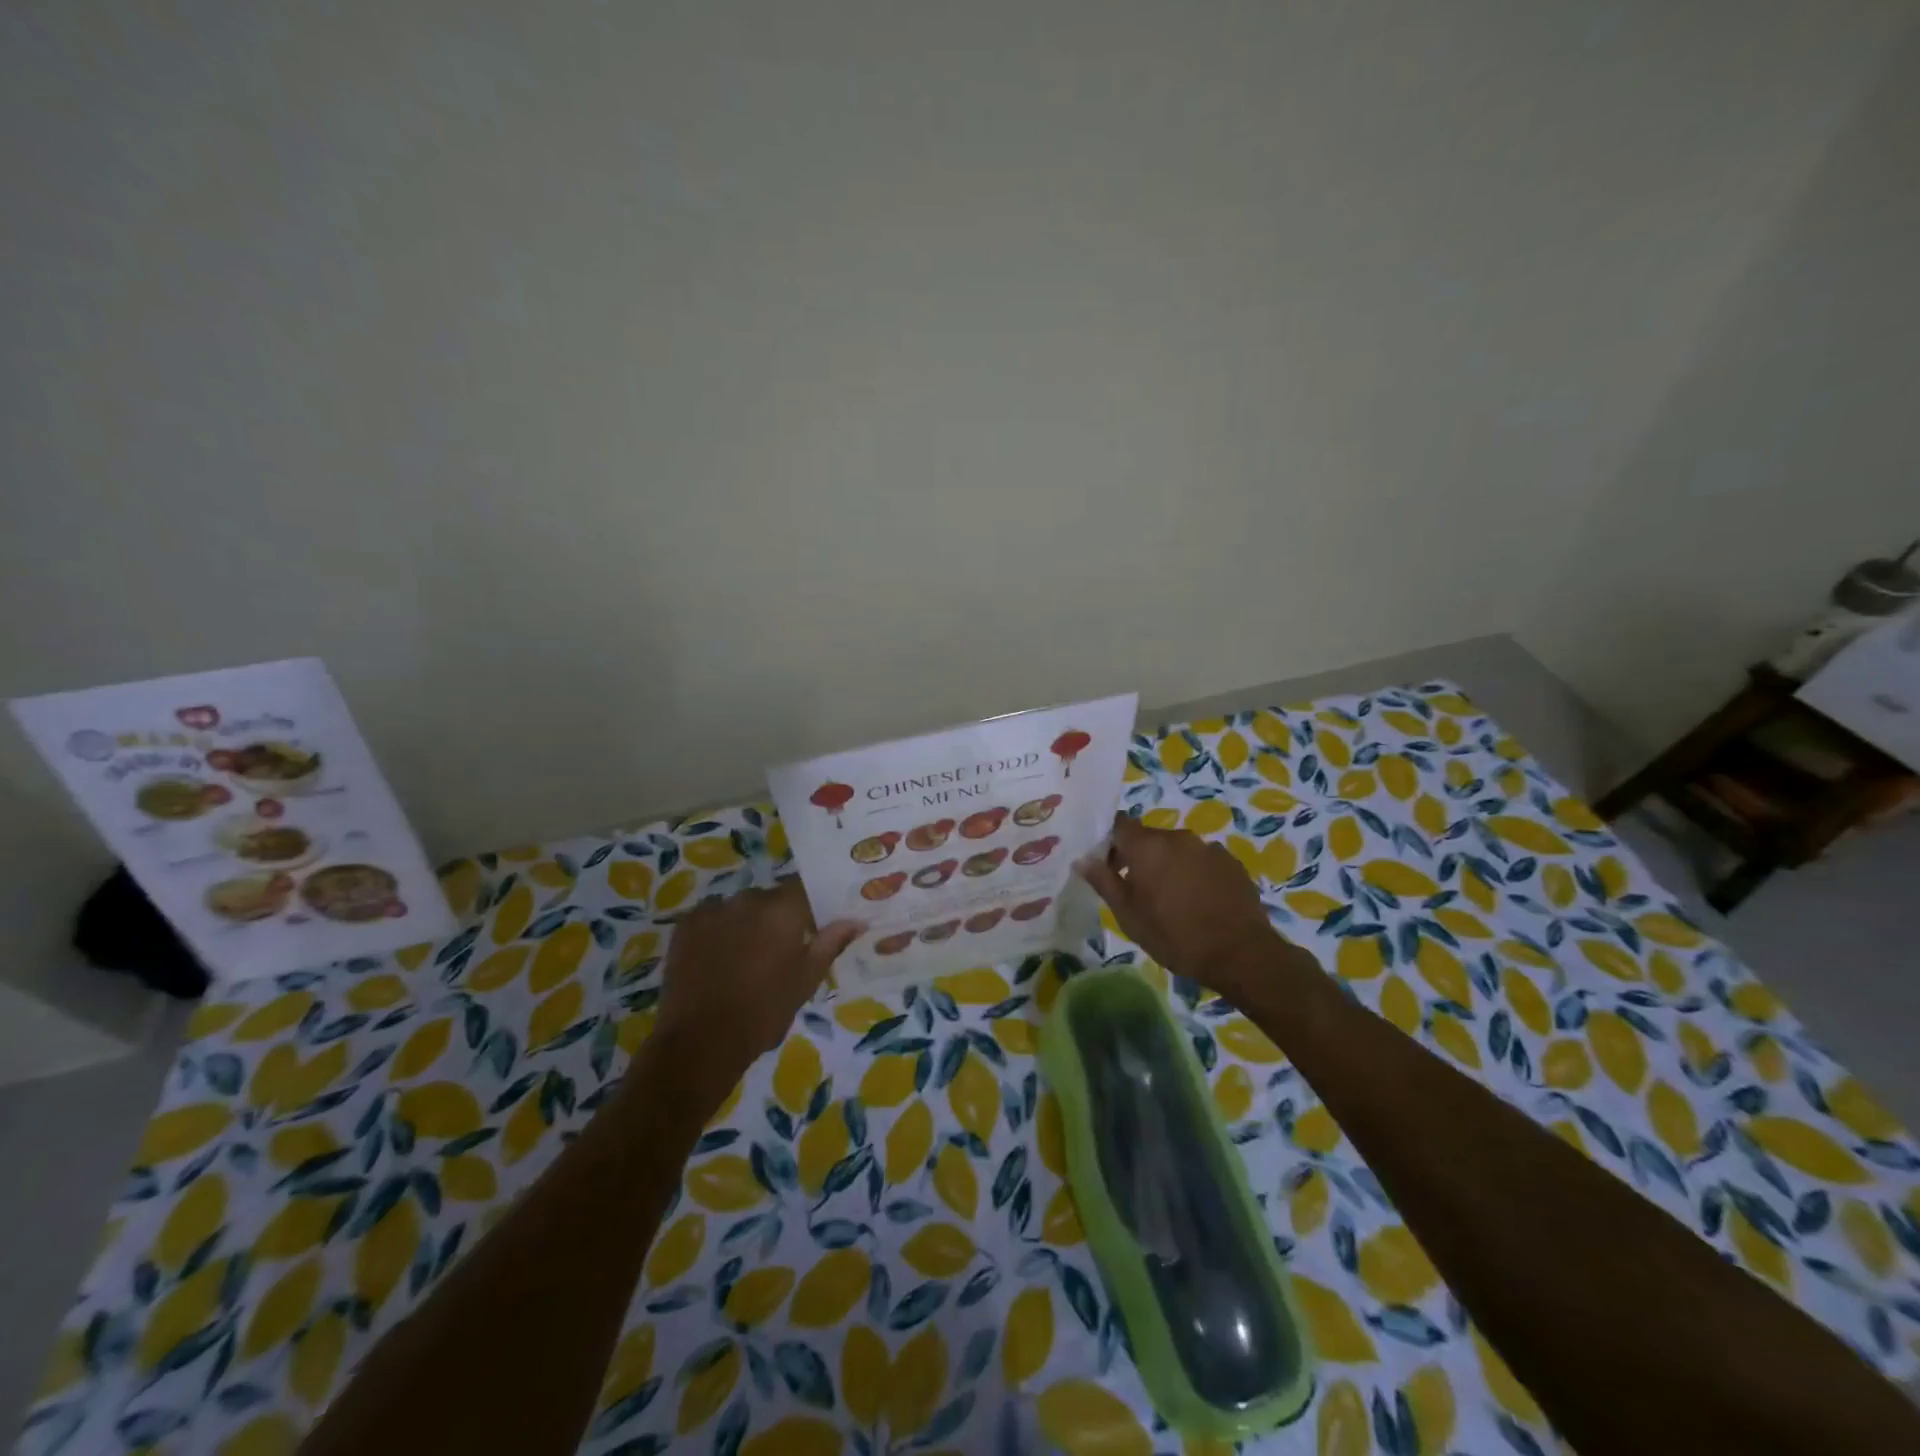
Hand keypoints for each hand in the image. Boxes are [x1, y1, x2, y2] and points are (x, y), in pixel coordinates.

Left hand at [653, 880, 862, 1092]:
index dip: (808, 905)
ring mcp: (713, 909)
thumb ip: (831, 943)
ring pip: (739, 908)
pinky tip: (717, 957)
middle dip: (776, 917)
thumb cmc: (765, 1011)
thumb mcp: (806, 980)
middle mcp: (748, 899)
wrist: (702, 1041)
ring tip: (743, 957)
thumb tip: (856, 920)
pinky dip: (717, 930)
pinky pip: (711, 917)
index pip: (803, 888)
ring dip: (745, 922)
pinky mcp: (686, 924)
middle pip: (769, 898)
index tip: (812, 925)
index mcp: (783, 909)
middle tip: (778, 949)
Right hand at [1076, 812, 1281, 1000]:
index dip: (1110, 841)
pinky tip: (1198, 901)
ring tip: (1171, 899)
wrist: (1241, 954)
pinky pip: (1202, 860)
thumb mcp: (1129, 915)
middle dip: (1139, 857)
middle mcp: (1178, 837)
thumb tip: (1082, 859)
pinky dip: (1194, 873)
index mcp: (1148, 846)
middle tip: (1136, 890)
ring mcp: (1208, 848)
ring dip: (1168, 865)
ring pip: (1177, 849)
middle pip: (1149, 837)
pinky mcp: (1231, 862)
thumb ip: (1104, 882)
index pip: (1119, 824)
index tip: (1107, 866)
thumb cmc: (1175, 936)